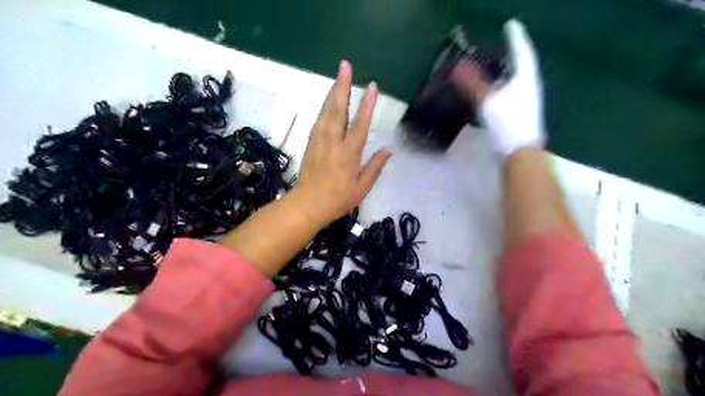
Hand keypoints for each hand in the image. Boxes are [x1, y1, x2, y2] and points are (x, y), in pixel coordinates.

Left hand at [290, 60, 393, 226]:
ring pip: (326, 111)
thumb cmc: (337, 200)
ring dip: (333, 92)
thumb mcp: (361, 188)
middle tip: (345, 66)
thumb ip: (375, 167)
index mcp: (348, 154)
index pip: (360, 125)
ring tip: (339, 76)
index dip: (367, 105)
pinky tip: (330, 99)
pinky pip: (319, 119)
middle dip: (342, 86)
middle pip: (337, 110)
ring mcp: (319, 140)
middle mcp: (333, 142)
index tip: (372, 86)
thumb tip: (389, 150)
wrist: (307, 205)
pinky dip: (325, 106)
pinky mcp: (311, 142)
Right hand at [451, 18, 543, 157]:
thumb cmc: (508, 124)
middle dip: (513, 54)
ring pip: (516, 81)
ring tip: (496, 67)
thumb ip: (473, 84)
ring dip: (506, 72)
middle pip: (521, 65)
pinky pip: (511, 94)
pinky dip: (502, 88)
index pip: (521, 52)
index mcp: (525, 79)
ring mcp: (526, 102)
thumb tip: (457, 67)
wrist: (520, 152)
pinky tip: (493, 93)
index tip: (510, 25)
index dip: (515, 37)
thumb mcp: (488, 102)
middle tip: (503, 46)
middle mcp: (529, 87)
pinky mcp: (520, 115)